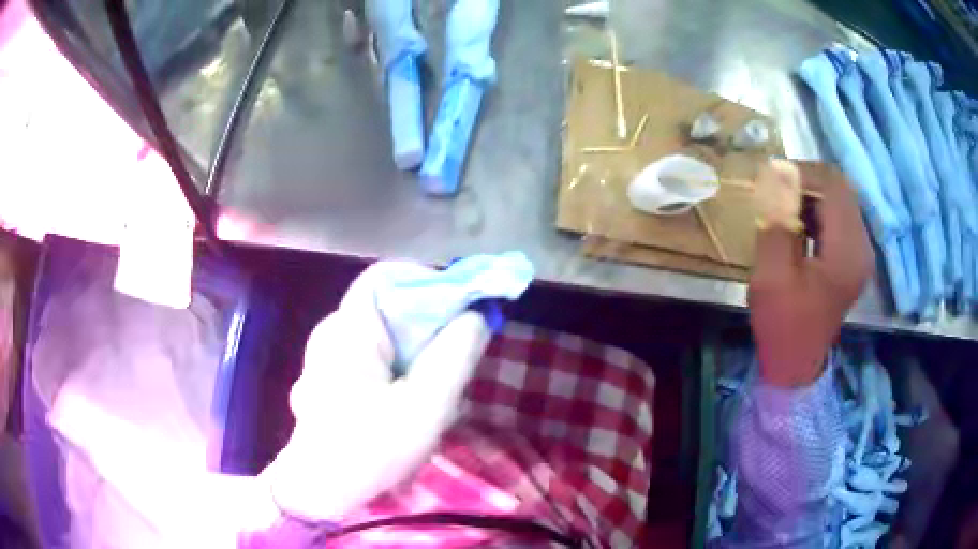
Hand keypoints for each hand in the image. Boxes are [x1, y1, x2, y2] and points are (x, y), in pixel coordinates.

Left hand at [262, 262, 489, 521]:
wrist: (320, 490)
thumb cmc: (369, 450)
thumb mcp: (425, 407)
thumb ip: (455, 356)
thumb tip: (477, 315)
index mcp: (348, 329)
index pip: (388, 276)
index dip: (429, 283)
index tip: (462, 311)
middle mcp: (333, 331)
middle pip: (390, 306)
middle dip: (430, 327)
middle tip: (456, 360)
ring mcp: (329, 354)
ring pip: (385, 333)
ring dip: (417, 352)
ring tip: (435, 389)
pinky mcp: (333, 374)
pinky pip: (374, 354)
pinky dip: (400, 366)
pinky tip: (410, 400)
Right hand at [748, 160, 873, 386]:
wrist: (797, 362)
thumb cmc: (783, 325)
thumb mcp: (771, 275)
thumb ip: (777, 222)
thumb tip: (776, 174)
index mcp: (846, 251)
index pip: (833, 185)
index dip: (803, 172)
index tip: (773, 178)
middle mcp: (862, 245)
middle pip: (841, 189)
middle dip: (807, 181)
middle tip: (777, 191)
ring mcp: (862, 252)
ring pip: (841, 200)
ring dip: (813, 195)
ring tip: (786, 208)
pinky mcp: (856, 257)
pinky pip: (841, 217)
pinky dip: (820, 211)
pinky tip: (800, 224)